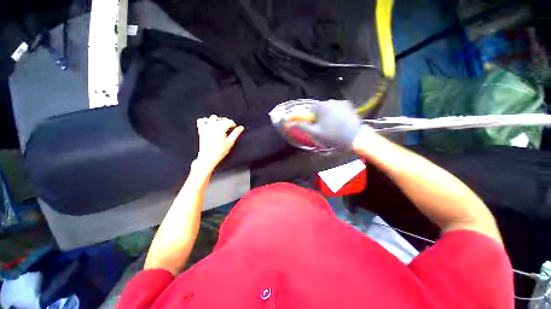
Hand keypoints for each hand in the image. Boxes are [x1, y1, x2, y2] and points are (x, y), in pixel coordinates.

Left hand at [195, 115, 243, 170]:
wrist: (208, 157)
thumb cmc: (219, 151)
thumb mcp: (230, 142)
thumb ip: (236, 133)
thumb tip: (241, 128)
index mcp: (220, 128)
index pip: (229, 121)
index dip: (233, 124)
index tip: (234, 128)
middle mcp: (213, 126)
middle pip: (222, 119)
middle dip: (226, 122)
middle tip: (229, 129)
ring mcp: (206, 127)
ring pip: (213, 118)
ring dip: (218, 120)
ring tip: (220, 126)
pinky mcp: (201, 130)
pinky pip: (202, 120)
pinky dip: (206, 120)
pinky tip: (210, 125)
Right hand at [300, 100, 364, 149]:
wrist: (356, 137)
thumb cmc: (333, 136)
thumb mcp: (316, 134)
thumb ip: (303, 127)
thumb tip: (292, 123)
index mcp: (320, 107)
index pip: (309, 109)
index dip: (310, 117)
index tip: (314, 125)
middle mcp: (329, 101)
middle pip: (319, 107)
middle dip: (319, 116)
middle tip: (323, 127)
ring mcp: (340, 102)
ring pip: (328, 107)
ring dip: (327, 114)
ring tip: (333, 125)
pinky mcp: (348, 104)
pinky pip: (337, 107)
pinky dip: (336, 112)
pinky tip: (340, 121)